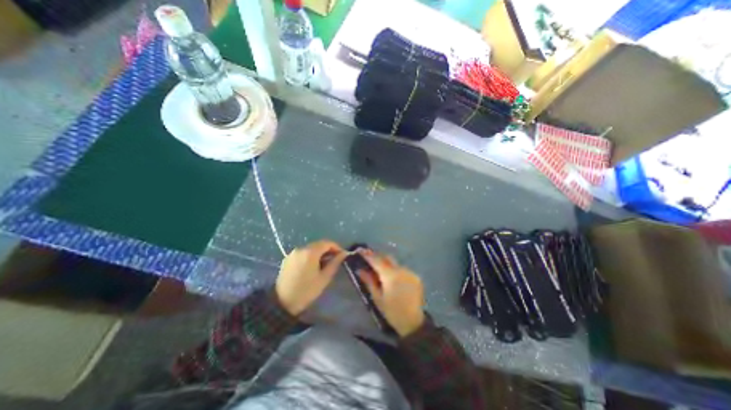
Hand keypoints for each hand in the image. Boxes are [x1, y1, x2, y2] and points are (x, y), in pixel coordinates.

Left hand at [278, 242, 349, 314]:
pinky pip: (302, 253)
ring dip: (319, 253)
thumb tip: (343, 254)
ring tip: (324, 264)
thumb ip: (334, 263)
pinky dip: (310, 256)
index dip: (336, 247)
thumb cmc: (306, 290)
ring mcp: (293, 253)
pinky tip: (312, 266)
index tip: (342, 255)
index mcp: (310, 252)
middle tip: (334, 260)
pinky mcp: (287, 259)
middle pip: (318, 244)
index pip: (327, 243)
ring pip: (310, 248)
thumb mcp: (324, 278)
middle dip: (328, 250)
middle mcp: (301, 248)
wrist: (281, 303)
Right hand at [357, 252, 425, 336]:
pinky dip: (395, 270)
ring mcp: (410, 272)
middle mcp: (401, 270)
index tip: (360, 250)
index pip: (377, 260)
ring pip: (395, 263)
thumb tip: (360, 269)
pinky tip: (391, 277)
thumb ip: (369, 281)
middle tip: (368, 259)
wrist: (413, 323)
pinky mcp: (415, 276)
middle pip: (387, 258)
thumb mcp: (377, 297)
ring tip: (379, 270)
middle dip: (377, 257)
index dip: (368, 254)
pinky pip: (402, 268)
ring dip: (386, 264)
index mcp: (391, 276)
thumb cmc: (392, 312)